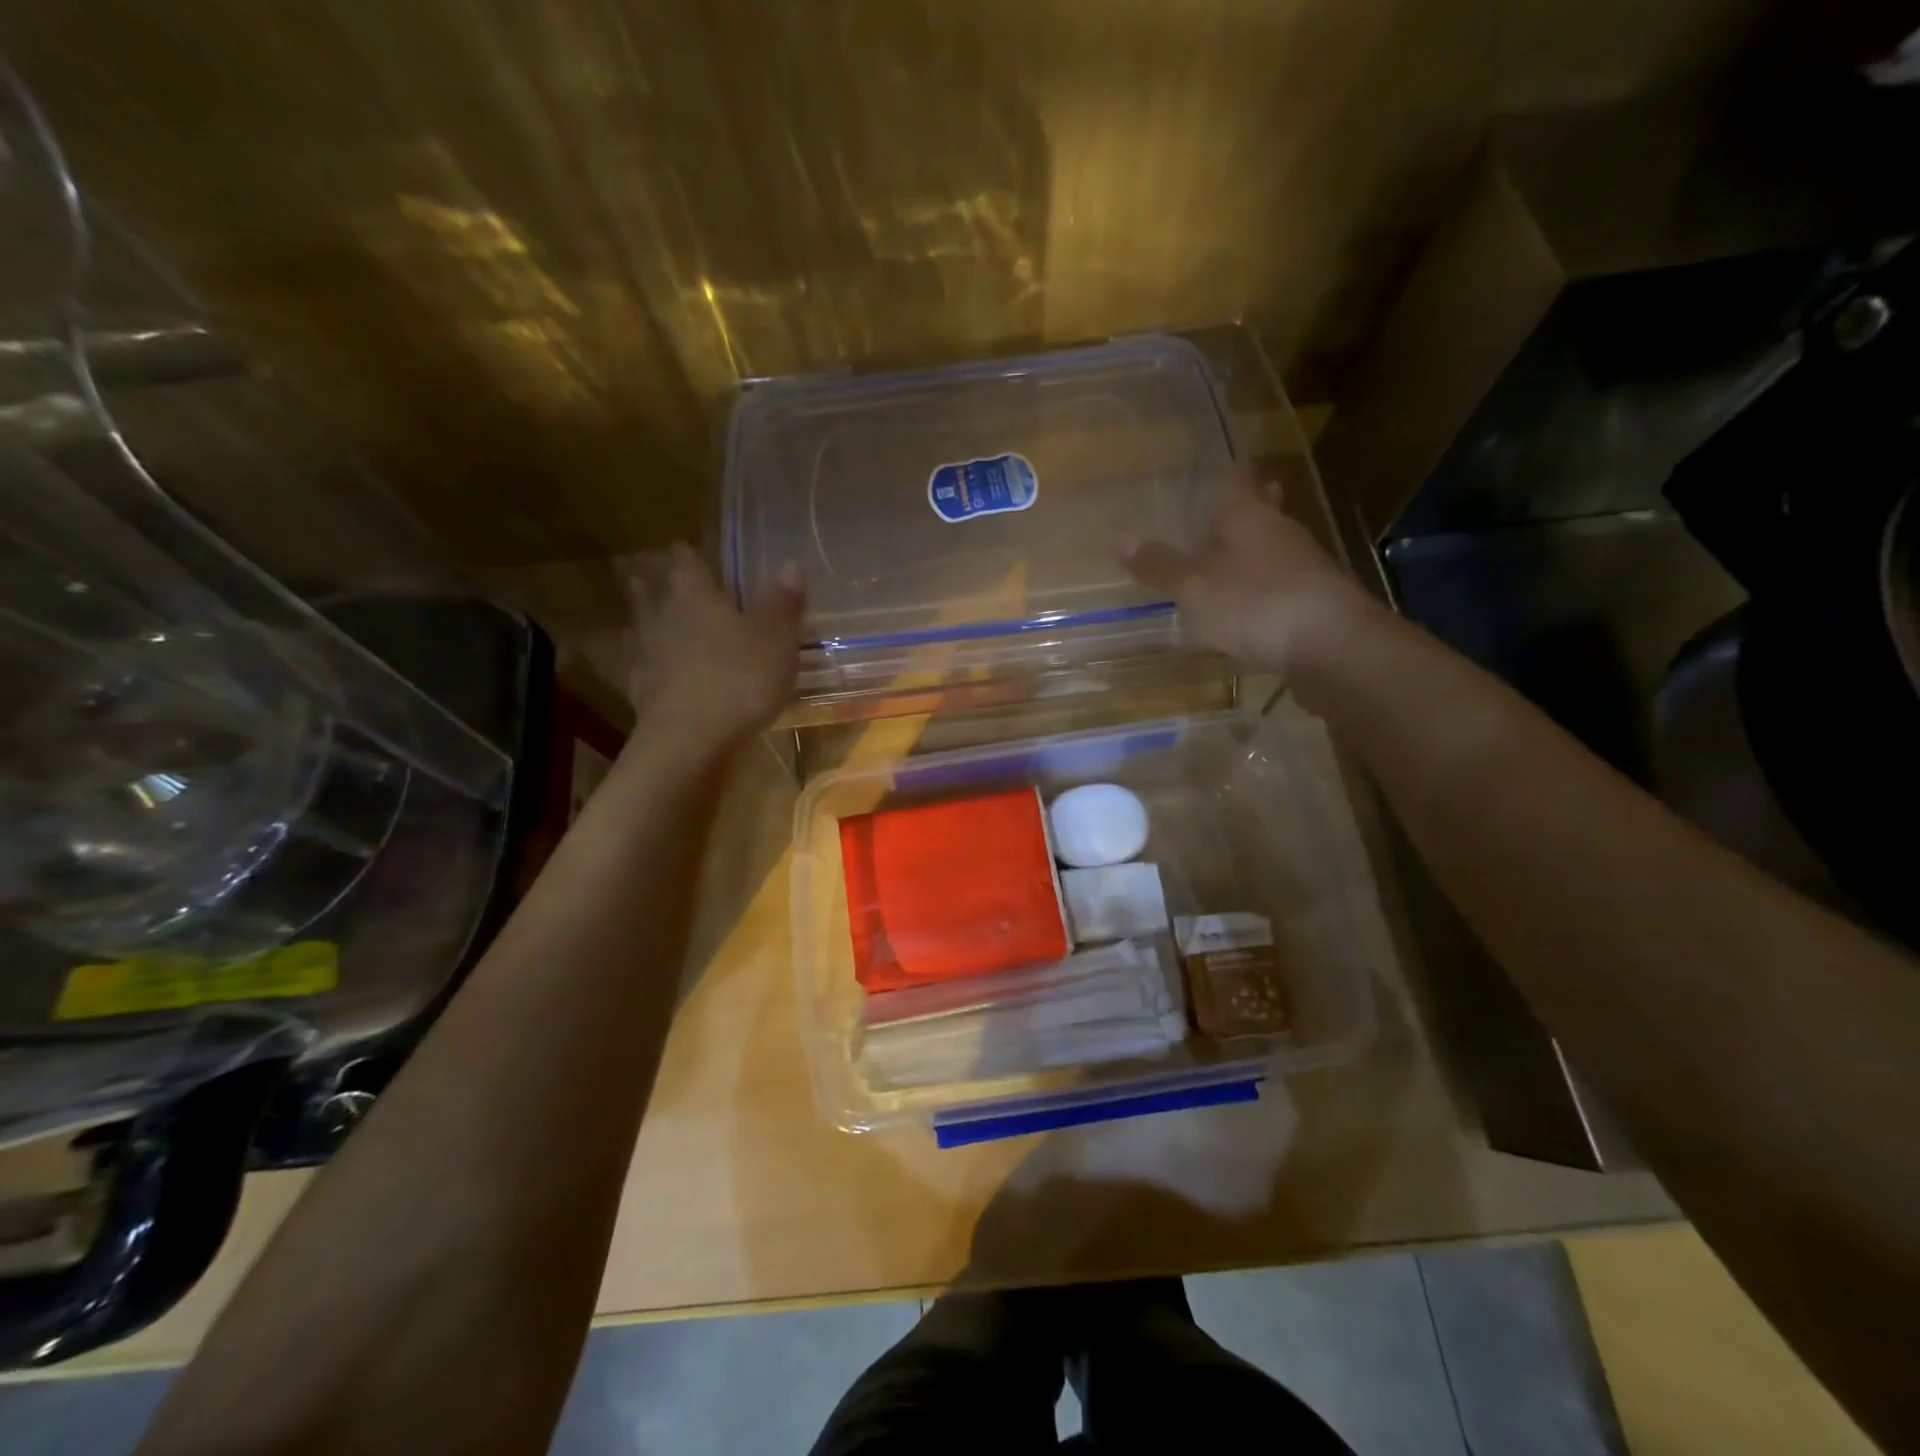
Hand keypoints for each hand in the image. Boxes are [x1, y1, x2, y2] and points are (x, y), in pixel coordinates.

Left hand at [624, 544, 803, 744]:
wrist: (690, 740)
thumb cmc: (739, 679)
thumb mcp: (776, 641)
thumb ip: (782, 604)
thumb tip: (790, 564)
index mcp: (695, 596)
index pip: (687, 563)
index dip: (688, 555)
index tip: (686, 549)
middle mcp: (663, 617)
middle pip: (652, 592)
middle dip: (654, 585)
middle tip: (652, 579)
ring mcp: (647, 656)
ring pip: (640, 629)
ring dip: (645, 624)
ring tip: (645, 622)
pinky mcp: (641, 692)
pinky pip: (641, 669)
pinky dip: (647, 666)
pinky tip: (653, 673)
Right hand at [1121, 470, 1379, 676]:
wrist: (1334, 648)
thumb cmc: (1256, 603)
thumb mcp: (1194, 585)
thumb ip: (1158, 565)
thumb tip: (1120, 538)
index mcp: (1249, 516)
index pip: (1236, 480)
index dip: (1222, 474)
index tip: (1208, 472)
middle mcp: (1279, 533)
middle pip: (1258, 512)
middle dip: (1239, 512)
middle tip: (1214, 515)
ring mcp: (1302, 569)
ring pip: (1269, 550)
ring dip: (1248, 553)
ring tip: (1220, 562)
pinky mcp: (1313, 604)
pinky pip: (1278, 586)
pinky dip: (1259, 589)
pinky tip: (1245, 607)